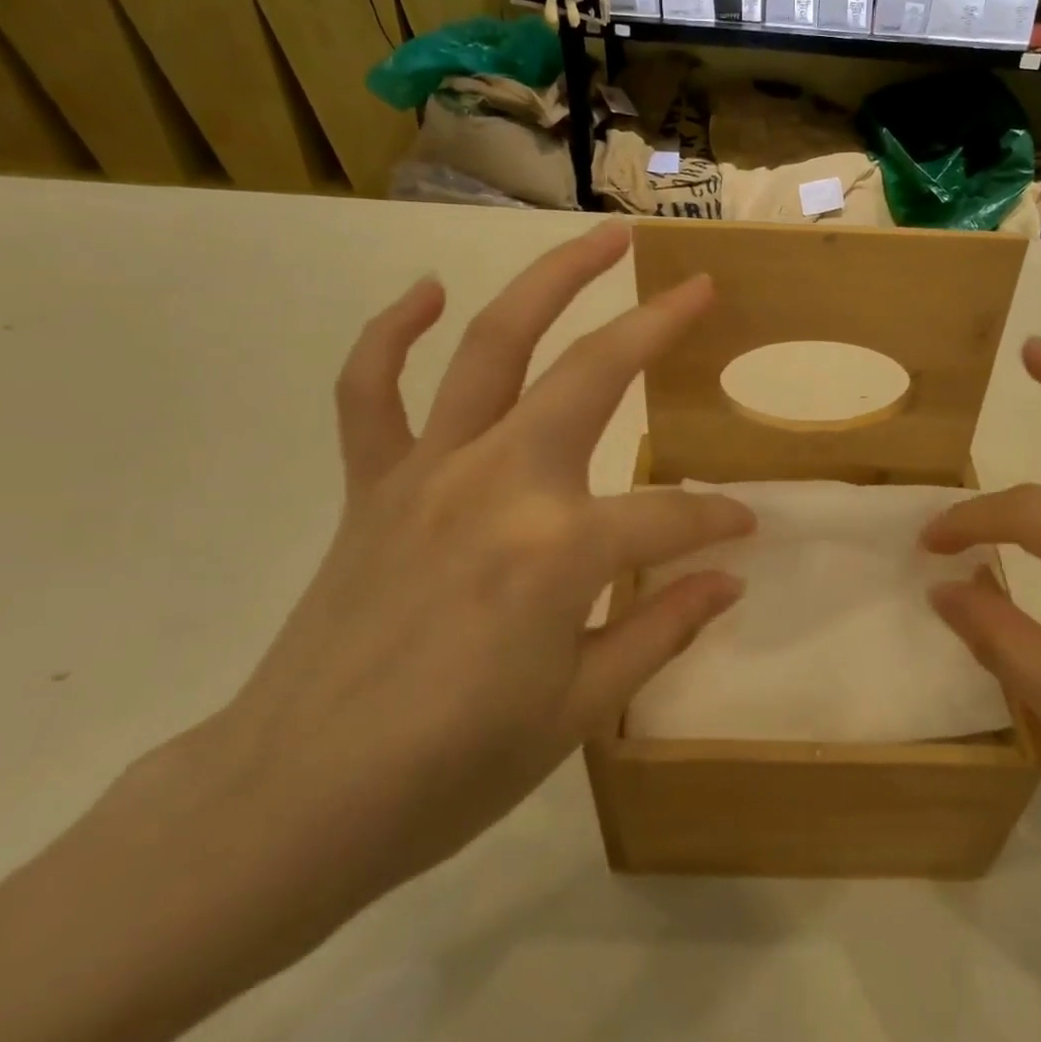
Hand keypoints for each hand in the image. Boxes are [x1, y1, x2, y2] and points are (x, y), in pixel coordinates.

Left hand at [188, 224, 753, 919]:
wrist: (296, 799)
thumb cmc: (452, 768)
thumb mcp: (579, 710)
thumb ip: (661, 627)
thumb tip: (729, 578)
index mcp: (559, 549)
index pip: (669, 516)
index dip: (716, 523)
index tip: (744, 530)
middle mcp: (498, 481)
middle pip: (592, 374)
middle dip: (656, 325)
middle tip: (698, 286)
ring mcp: (428, 470)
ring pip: (492, 346)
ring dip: (549, 282)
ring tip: (598, 241)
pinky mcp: (371, 484)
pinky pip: (369, 389)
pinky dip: (391, 332)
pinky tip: (427, 291)